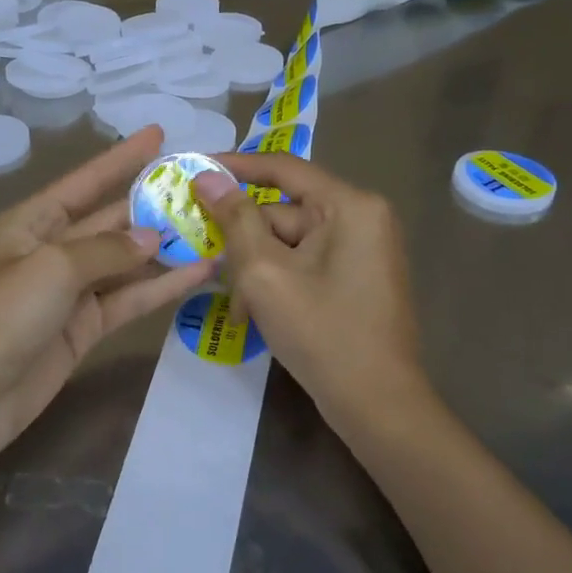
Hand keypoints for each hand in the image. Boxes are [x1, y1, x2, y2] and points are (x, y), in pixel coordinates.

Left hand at [0, 126, 215, 474]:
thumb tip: (152, 237)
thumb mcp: (51, 268)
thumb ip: (107, 250)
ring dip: (165, 248)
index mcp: (30, 223)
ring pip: (125, 261)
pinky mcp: (84, 329)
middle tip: (203, 187)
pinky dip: (161, 288)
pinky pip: (128, 299)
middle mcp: (51, 250)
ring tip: (215, 228)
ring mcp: (69, 292)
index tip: (159, 134)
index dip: (121, 157)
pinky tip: (200, 273)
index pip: (84, 181)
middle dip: (152, 203)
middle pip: (109, 219)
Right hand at [195, 153, 425, 429]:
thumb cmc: (322, 333)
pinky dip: (277, 281)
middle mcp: (362, 218)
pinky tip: (255, 314)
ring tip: (236, 306)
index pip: (282, 168)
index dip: (235, 166)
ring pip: (289, 242)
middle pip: (283, 211)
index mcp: (350, 206)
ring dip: (256, 269)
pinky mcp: (356, 277)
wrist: (378, 406)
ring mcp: (362, 250)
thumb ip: (234, 219)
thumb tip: (207, 175)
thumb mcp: (265, 273)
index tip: (193, 170)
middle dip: (243, 240)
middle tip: (205, 258)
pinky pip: (305, 263)